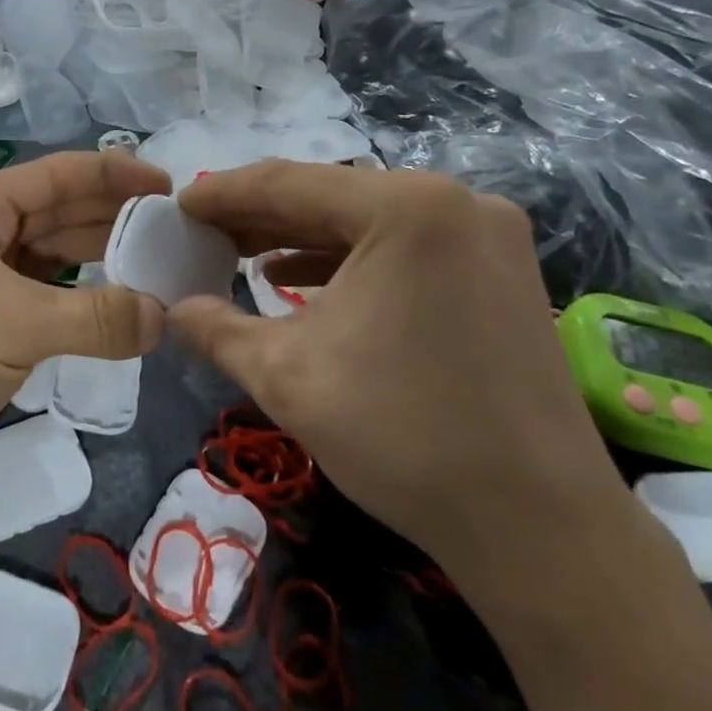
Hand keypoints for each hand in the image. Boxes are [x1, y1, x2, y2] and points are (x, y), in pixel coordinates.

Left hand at [0, 151, 170, 529]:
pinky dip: (84, 309)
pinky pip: (47, 308)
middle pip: (56, 216)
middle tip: (176, 231)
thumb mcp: (14, 323)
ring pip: (52, 263)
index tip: (169, 186)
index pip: (54, 176)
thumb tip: (164, 316)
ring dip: (101, 265)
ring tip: (161, 268)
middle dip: (112, 220)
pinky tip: (124, 313)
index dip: (112, 175)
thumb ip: (98, 316)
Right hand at [167, 161, 634, 590]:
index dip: (224, 195)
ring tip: (239, 255)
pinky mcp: (500, 271)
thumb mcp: (286, 376)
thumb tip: (171, 309)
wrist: (540, 527)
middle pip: (332, 196)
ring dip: (301, 237)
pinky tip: (299, 280)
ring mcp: (486, 234)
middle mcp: (454, 201)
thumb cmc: (403, 436)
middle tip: (201, 232)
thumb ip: (216, 329)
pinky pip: (404, 247)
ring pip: (368, 221)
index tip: (178, 206)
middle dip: (260, 216)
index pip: (290, 183)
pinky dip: (348, 260)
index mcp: (406, 208)